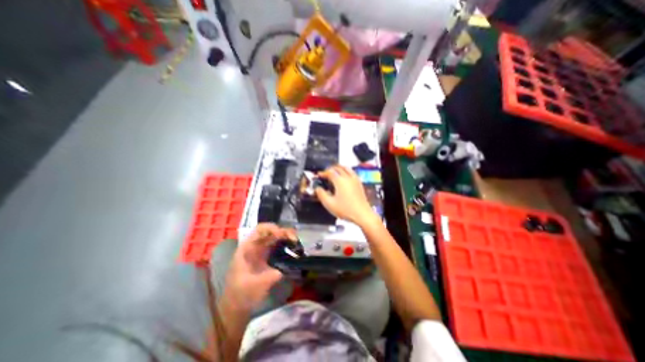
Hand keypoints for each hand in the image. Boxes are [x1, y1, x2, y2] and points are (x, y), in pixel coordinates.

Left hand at [219, 222, 293, 311]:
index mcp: (247, 248)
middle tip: (294, 239)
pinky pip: (278, 246)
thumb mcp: (255, 286)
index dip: (271, 228)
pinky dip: (286, 244)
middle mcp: (255, 246)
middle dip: (283, 232)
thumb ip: (270, 277)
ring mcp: (261, 251)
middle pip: (270, 232)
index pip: (259, 230)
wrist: (237, 306)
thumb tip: (286, 268)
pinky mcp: (267, 257)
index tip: (282, 234)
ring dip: (286, 237)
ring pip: (275, 237)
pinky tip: (293, 249)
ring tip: (296, 242)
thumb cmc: (241, 294)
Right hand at [316, 165, 378, 226]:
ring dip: (339, 168)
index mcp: (340, 181)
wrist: (362, 214)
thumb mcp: (329, 204)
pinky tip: (345, 176)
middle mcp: (348, 177)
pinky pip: (352, 172)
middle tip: (325, 173)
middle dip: (330, 169)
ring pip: (346, 168)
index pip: (330, 172)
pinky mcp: (359, 183)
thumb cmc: (346, 210)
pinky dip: (346, 171)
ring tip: (335, 171)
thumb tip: (317, 188)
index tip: (319, 175)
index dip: (323, 172)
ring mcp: (355, 180)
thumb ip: (321, 195)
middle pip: (338, 168)